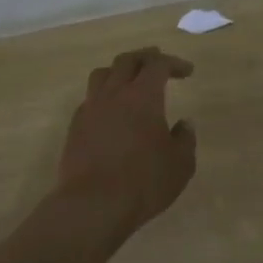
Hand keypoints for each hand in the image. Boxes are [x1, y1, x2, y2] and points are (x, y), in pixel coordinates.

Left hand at [57, 46, 197, 238]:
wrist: (92, 205)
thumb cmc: (144, 182)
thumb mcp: (180, 164)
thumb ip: (185, 139)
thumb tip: (185, 124)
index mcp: (143, 95)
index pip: (158, 64)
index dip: (174, 63)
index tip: (187, 71)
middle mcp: (114, 94)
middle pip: (127, 61)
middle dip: (145, 57)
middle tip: (157, 61)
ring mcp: (91, 109)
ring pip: (102, 74)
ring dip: (119, 71)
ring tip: (129, 80)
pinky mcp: (75, 127)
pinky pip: (90, 99)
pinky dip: (103, 95)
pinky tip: (111, 111)